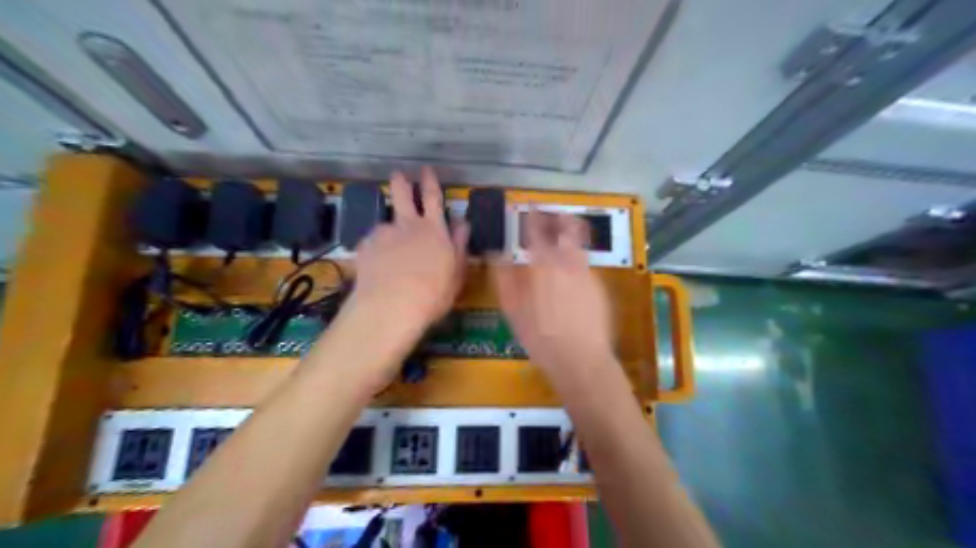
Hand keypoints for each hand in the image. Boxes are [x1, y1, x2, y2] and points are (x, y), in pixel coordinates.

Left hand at [350, 167, 470, 338]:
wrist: (390, 307)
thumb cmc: (432, 295)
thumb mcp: (455, 274)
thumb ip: (459, 246)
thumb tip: (464, 224)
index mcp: (433, 230)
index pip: (433, 198)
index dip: (430, 182)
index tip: (426, 170)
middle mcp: (407, 225)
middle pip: (402, 195)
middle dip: (401, 182)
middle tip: (398, 174)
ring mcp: (383, 234)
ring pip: (387, 223)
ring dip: (390, 230)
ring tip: (391, 253)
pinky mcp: (365, 246)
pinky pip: (374, 243)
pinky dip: (377, 250)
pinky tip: (380, 267)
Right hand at [493, 209, 612, 381]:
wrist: (581, 359)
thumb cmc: (540, 336)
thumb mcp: (513, 309)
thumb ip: (504, 276)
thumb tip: (496, 254)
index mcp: (545, 264)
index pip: (536, 229)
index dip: (531, 214)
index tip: (528, 205)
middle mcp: (569, 262)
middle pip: (568, 229)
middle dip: (560, 218)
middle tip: (553, 216)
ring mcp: (589, 274)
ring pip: (580, 247)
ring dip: (570, 239)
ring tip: (562, 244)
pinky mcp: (601, 288)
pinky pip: (587, 268)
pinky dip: (577, 265)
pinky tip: (572, 281)